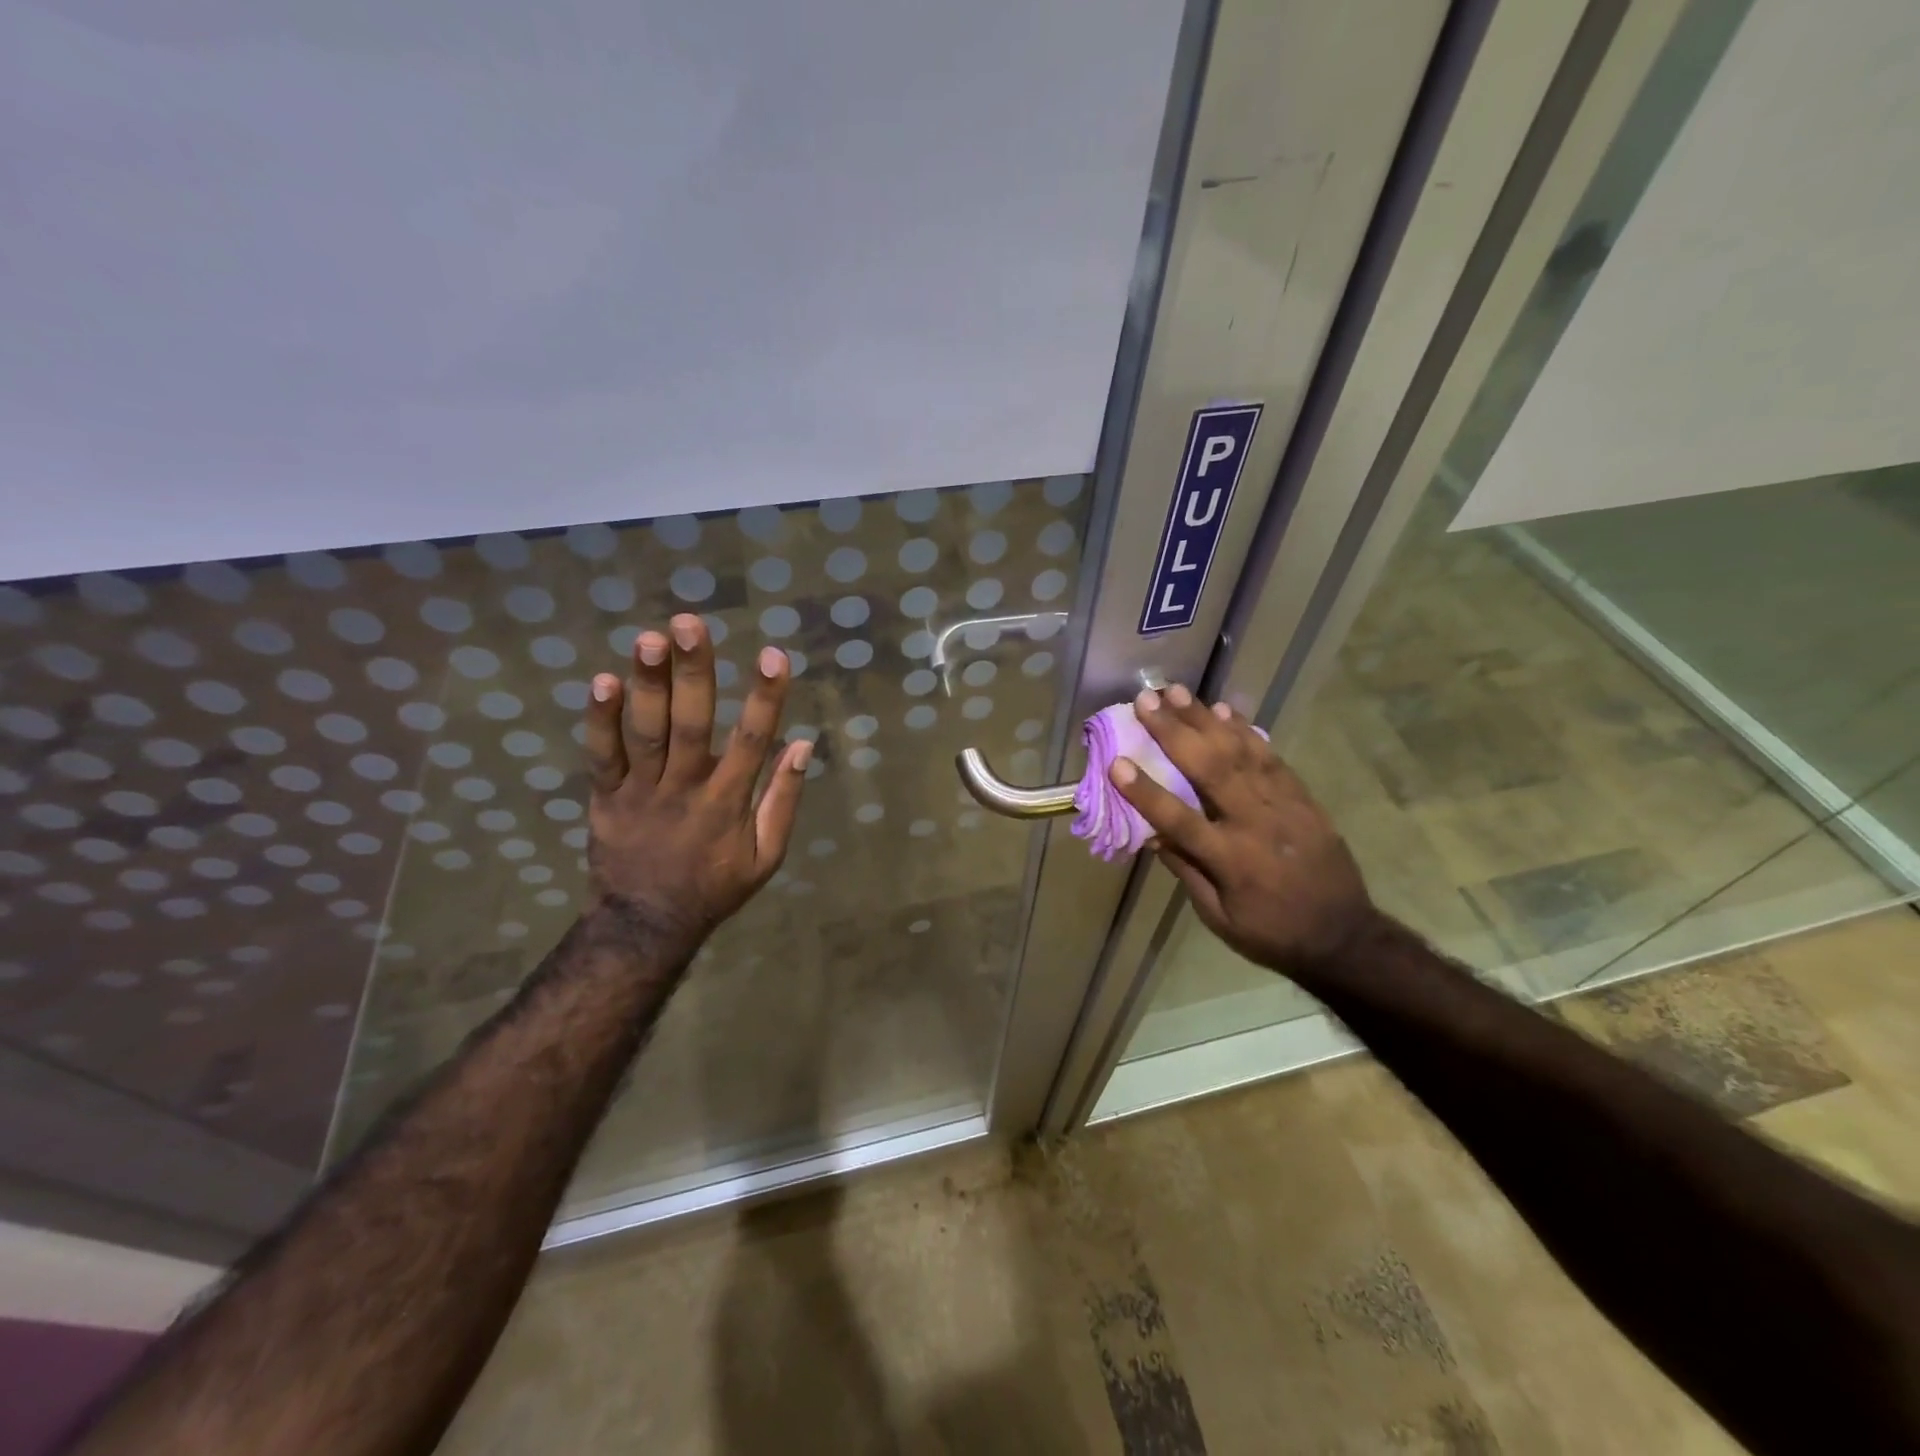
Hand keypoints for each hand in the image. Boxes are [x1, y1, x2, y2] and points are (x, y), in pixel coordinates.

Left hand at [578, 615, 809, 950]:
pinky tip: (603, 680)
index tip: (773, 655)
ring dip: (647, 684)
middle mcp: (685, 789)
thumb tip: (802, 746)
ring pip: (645, 732)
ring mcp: (641, 792)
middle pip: (690, 725)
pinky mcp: (606, 797)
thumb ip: (784, 801)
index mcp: (728, 803)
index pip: (753, 742)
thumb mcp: (766, 857)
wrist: (645, 924)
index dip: (765, 698)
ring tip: (649, 638)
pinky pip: (602, 754)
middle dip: (692, 672)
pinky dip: (600, 719)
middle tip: (688, 623)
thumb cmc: (715, 886)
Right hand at [1111, 685, 1377, 977]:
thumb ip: (1186, 871)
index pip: (1178, 819)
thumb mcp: (1218, 917)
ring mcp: (1283, 805)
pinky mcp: (1303, 798)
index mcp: (1230, 860)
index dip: (1144, 792)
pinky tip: (1224, 710)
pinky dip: (1246, 731)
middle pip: (1209, 768)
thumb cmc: (1271, 934)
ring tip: (1177, 692)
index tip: (1116, 762)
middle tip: (1146, 700)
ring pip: (1240, 752)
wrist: (1345, 937)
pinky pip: (1271, 757)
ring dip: (1205, 718)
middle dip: (1174, 731)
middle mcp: (1255, 823)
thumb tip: (1152, 834)